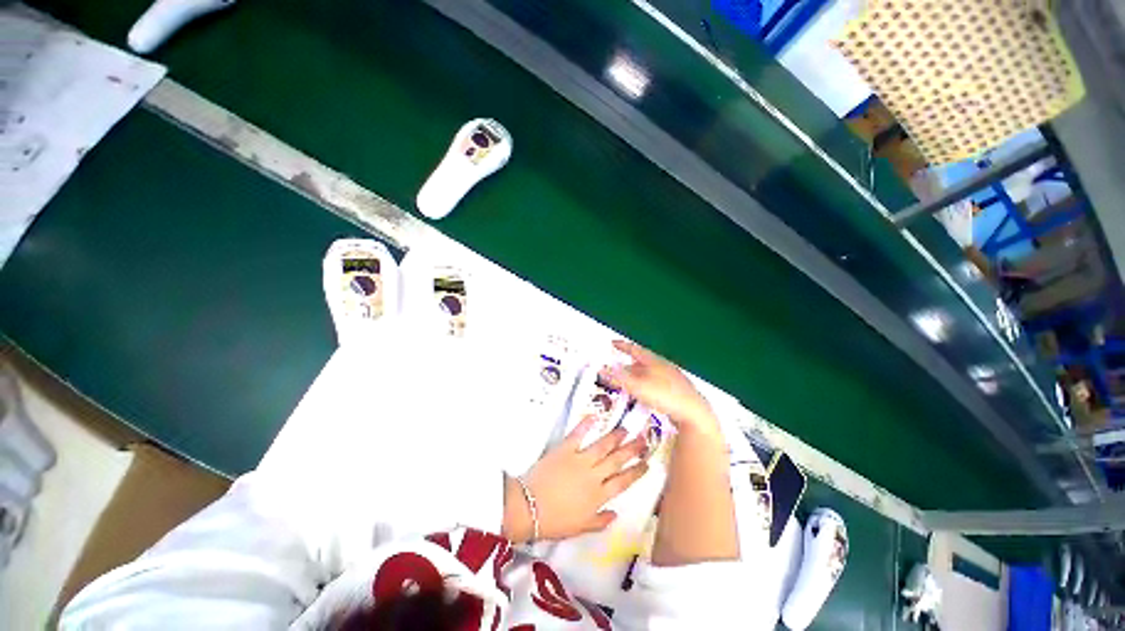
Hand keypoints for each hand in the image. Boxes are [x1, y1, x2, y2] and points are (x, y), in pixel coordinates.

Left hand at [503, 417, 648, 542]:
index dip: (636, 472)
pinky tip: (594, 416)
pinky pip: (578, 434)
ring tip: (625, 429)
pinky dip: (586, 424)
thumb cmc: (554, 521)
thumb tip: (615, 514)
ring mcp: (579, 459)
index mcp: (598, 496)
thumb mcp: (580, 528)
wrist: (529, 508)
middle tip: (643, 439)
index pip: (623, 482)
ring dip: (615, 436)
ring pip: (602, 445)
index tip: (647, 463)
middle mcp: (594, 475)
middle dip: (632, 449)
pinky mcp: (565, 449)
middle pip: (617, 460)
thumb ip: (600, 521)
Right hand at [601, 340, 719, 437]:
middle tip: (617, 368)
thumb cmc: (664, 395)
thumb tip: (602, 368)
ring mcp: (672, 377)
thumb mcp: (637, 386)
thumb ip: (619, 377)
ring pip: (650, 372)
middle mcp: (663, 365)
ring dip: (638, 375)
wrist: (694, 413)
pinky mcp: (677, 390)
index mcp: (653, 360)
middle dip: (628, 363)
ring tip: (628, 383)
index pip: (634, 349)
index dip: (622, 346)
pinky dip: (647, 384)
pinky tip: (645, 394)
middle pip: (642, 361)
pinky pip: (657, 382)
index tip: (612, 343)